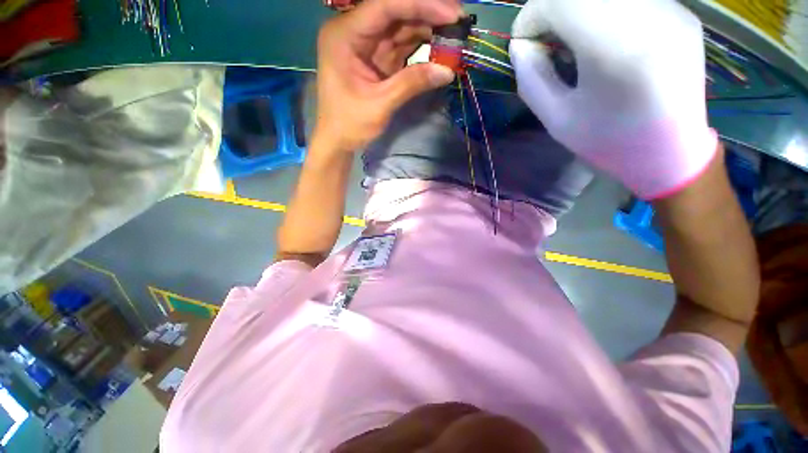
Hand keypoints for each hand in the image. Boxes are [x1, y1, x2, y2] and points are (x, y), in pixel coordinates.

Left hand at [314, 0, 459, 151]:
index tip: (453, 13)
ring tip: (455, 35)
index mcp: (345, 35)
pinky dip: (422, 45)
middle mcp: (355, 31)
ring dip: (428, 28)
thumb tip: (448, 71)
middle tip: (460, 21)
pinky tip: (440, 47)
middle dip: (429, 13)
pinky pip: (402, 44)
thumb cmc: (350, 124)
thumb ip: (411, 84)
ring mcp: (367, 43)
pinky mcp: (377, 57)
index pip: (386, 6)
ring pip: (402, 25)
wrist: (337, 139)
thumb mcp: (380, 105)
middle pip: (395, 11)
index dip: (421, 5)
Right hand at [510, 0, 716, 199]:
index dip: (532, 15)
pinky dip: (602, 11)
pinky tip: (601, 40)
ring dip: (576, 10)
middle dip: (552, 10)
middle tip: (545, 42)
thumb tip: (520, 46)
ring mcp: (671, 10)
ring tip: (571, 43)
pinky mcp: (680, 12)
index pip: (562, 1)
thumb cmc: (610, 143)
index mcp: (616, 50)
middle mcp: (650, 17)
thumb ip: (532, 80)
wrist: (672, 153)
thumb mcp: (558, 120)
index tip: (524, 42)